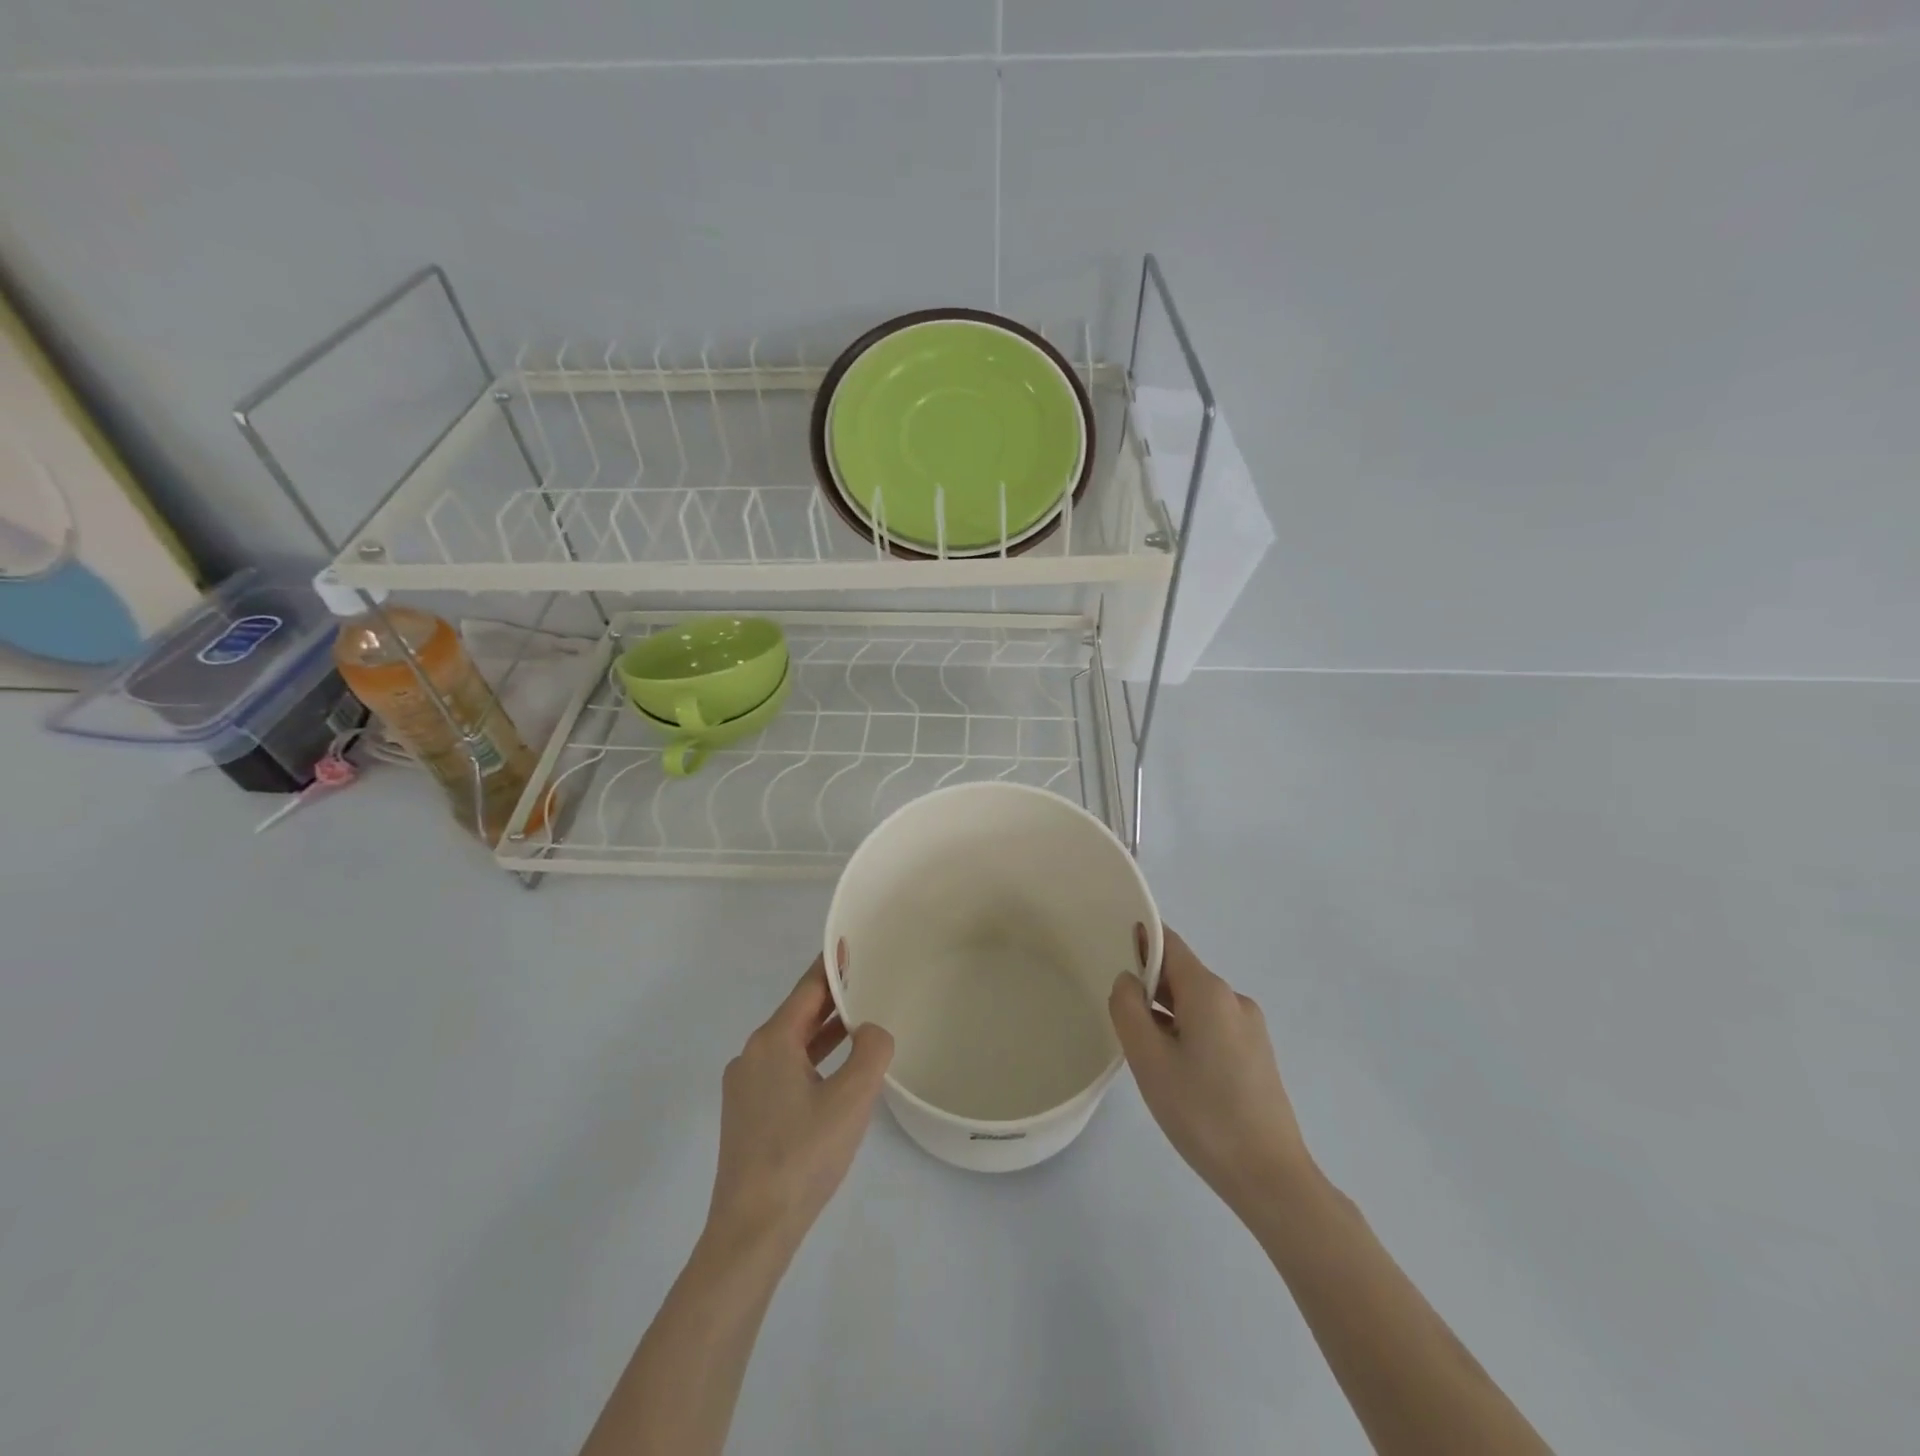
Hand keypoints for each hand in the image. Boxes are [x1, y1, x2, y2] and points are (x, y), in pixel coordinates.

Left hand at [704, 957, 893, 1263]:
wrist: (751, 1231)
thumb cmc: (803, 1156)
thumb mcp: (852, 1099)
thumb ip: (871, 1051)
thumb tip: (870, 1031)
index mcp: (772, 1042)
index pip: (808, 989)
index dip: (834, 965)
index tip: (853, 942)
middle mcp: (752, 1055)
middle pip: (799, 1014)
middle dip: (834, 998)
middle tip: (869, 980)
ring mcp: (746, 1087)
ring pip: (792, 1045)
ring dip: (824, 1032)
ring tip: (860, 1021)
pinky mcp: (747, 1115)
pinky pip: (785, 1070)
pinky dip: (812, 1060)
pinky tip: (835, 1073)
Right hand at [1109, 929, 1311, 1217]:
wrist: (1270, 1178)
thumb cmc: (1202, 1113)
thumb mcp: (1148, 1059)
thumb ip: (1128, 1009)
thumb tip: (1128, 981)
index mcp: (1209, 991)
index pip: (1169, 944)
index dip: (1140, 940)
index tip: (1111, 949)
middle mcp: (1234, 999)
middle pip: (1182, 975)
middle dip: (1149, 987)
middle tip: (1120, 1018)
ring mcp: (1250, 1028)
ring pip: (1196, 1005)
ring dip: (1167, 1016)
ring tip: (1146, 1056)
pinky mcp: (1257, 1055)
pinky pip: (1213, 1027)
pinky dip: (1187, 1034)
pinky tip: (1176, 1073)